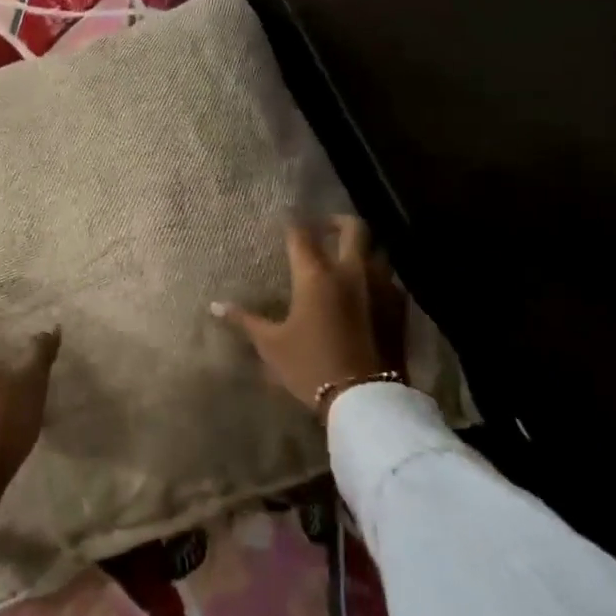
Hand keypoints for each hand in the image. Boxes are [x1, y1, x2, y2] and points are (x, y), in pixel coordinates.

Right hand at [213, 217, 401, 421]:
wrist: (365, 398)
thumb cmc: (311, 367)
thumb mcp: (271, 345)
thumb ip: (245, 320)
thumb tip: (215, 306)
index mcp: (316, 275)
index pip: (301, 234)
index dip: (292, 222)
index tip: (284, 217)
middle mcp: (351, 270)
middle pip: (352, 227)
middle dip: (336, 221)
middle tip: (323, 228)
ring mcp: (381, 286)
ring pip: (376, 250)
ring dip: (361, 248)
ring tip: (347, 259)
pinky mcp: (400, 307)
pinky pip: (389, 278)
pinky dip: (376, 276)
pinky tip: (367, 291)